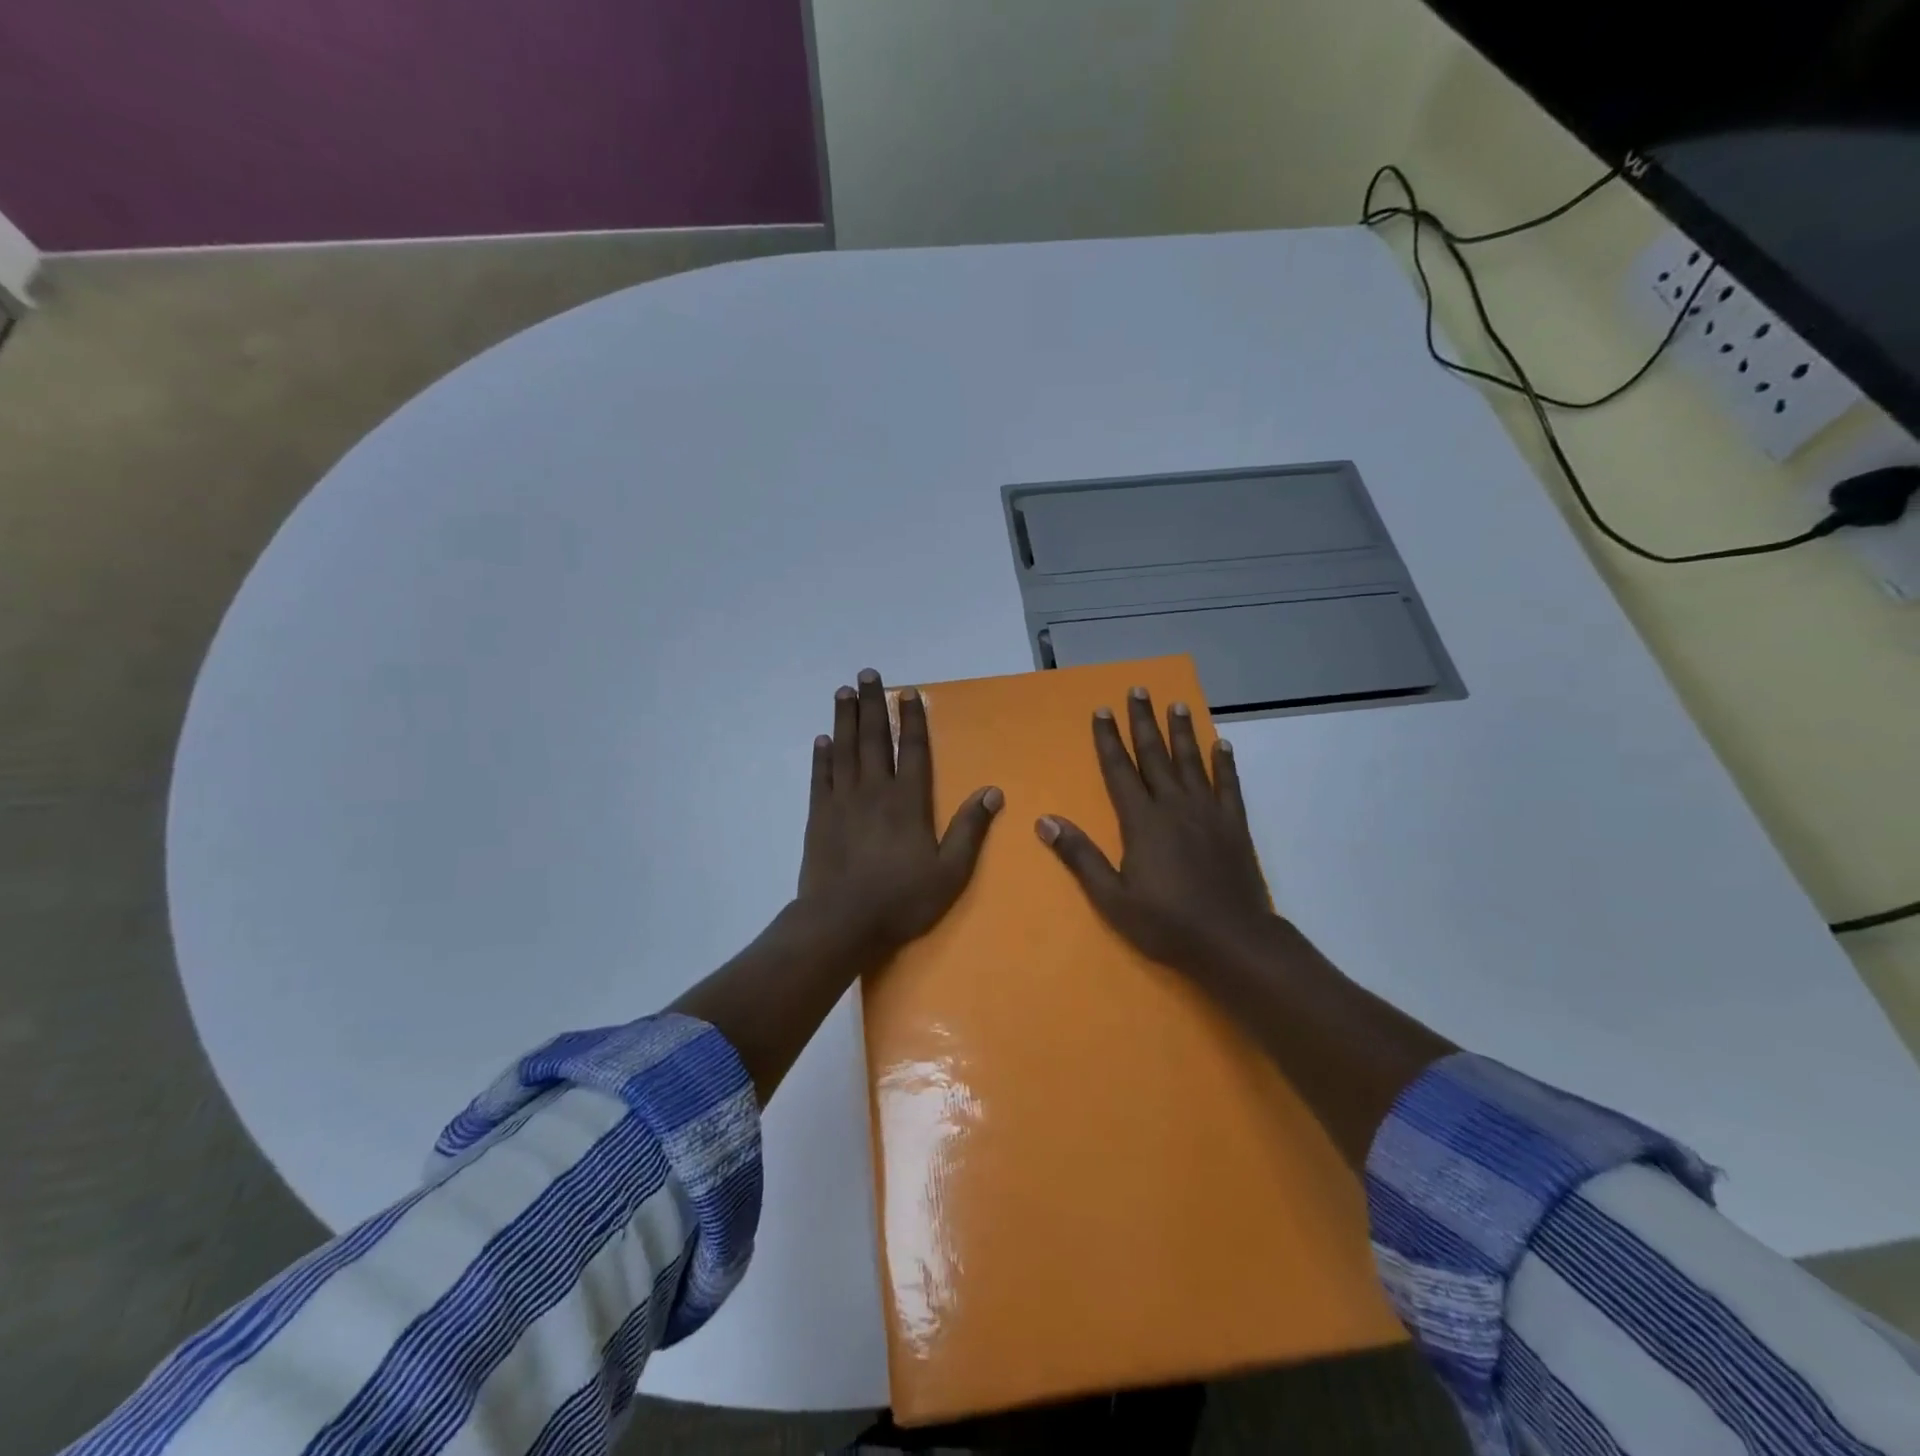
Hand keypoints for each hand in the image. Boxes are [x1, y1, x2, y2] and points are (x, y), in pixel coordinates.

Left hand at [797, 668, 1002, 955]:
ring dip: (845, 718)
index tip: (909, 693)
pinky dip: (821, 756)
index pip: (912, 749)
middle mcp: (874, 791)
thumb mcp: (950, 872)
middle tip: (867, 673)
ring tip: (844, 691)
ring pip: (844, 749)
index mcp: (908, 801)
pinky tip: (822, 739)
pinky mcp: (818, 816)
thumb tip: (992, 791)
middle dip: (872, 704)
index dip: (912, 719)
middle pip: (874, 738)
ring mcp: (842, 801)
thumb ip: (970, 829)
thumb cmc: (901, 900)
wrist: (842, 923)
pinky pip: (820, 777)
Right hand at [1036, 686, 1274, 978]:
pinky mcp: (1234, 825)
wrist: (1233, 941)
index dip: (1108, 740)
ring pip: (1191, 762)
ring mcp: (1208, 812)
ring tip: (1176, 704)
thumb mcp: (1112, 898)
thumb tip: (1045, 821)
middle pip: (1155, 755)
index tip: (1102, 710)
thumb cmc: (1166, 923)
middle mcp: (1174, 806)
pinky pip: (1229, 784)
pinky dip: (1224, 763)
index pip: (1120, 770)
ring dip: (1182, 731)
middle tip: (1138, 690)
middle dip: (1143, 722)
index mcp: (1142, 822)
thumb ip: (1080, 856)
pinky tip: (1222, 744)